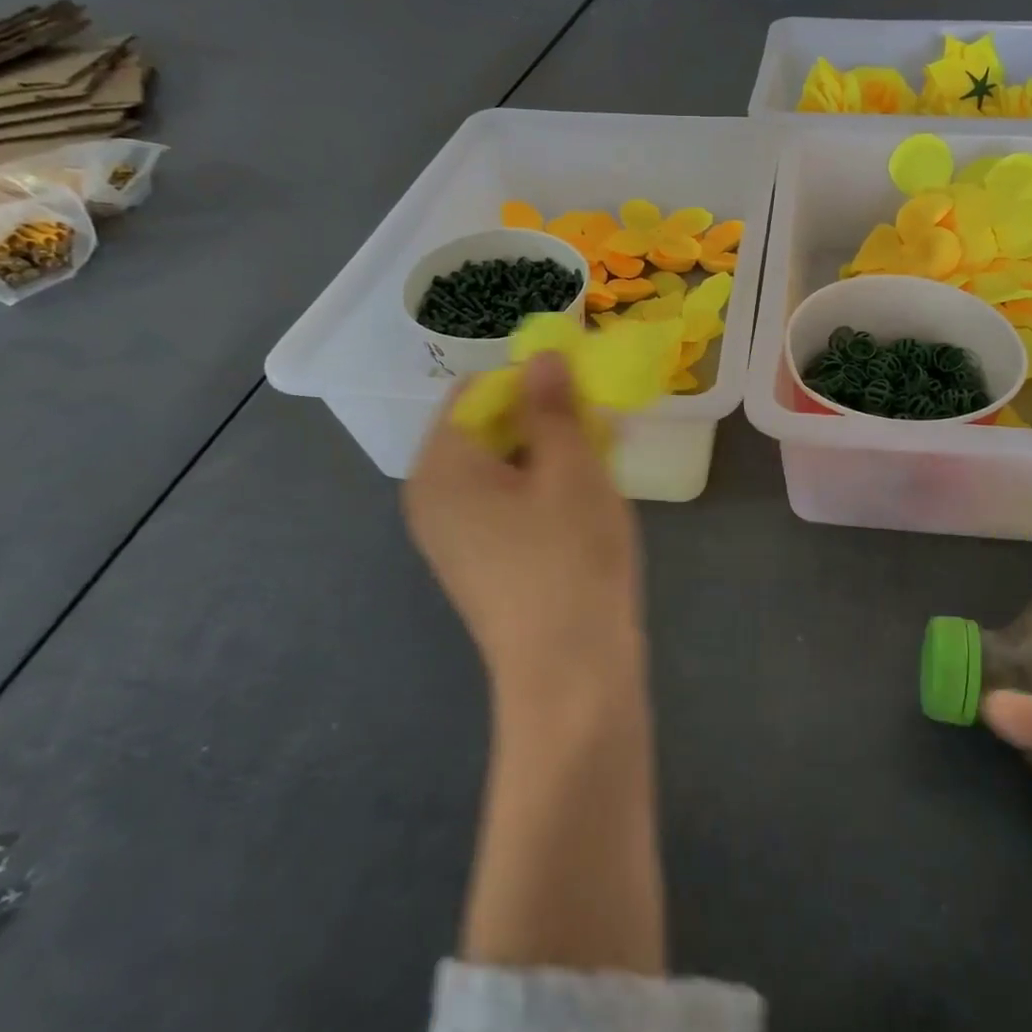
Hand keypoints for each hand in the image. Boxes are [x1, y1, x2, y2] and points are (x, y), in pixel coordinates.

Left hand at [405, 352, 643, 702]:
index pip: (476, 391)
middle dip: (543, 419)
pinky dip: (541, 490)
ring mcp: (452, 537)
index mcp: (440, 467)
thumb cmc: (569, 558)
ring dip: (548, 455)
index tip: (581, 393)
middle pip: (485, 429)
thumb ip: (552, 405)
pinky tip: (582, 506)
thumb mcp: (570, 468)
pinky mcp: (479, 564)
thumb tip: (541, 356)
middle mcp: (431, 498)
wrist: (570, 675)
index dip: (530, 380)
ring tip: (599, 467)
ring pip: (501, 468)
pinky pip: (505, 505)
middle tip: (599, 430)